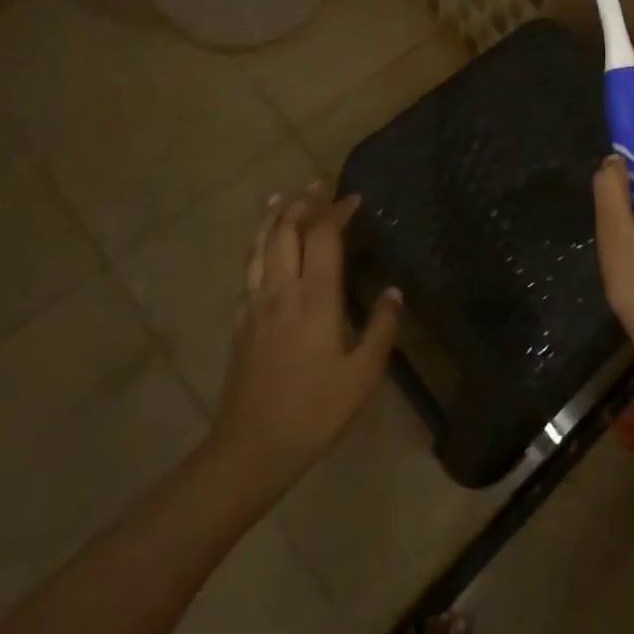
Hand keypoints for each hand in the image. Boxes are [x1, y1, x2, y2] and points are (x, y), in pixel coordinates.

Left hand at [206, 190, 401, 483]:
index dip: (337, 211)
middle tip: (317, 184)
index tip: (354, 199)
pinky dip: (256, 247)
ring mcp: (255, 304)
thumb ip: (381, 327)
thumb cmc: (314, 410)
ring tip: (280, 197)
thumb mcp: (362, 374)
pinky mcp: (240, 322)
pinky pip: (247, 270)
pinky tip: (261, 250)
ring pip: (260, 247)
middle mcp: (282, 290)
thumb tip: (393, 291)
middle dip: (302, 202)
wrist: (251, 448)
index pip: (324, 236)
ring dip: (272, 217)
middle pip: (286, 231)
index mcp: (315, 297)